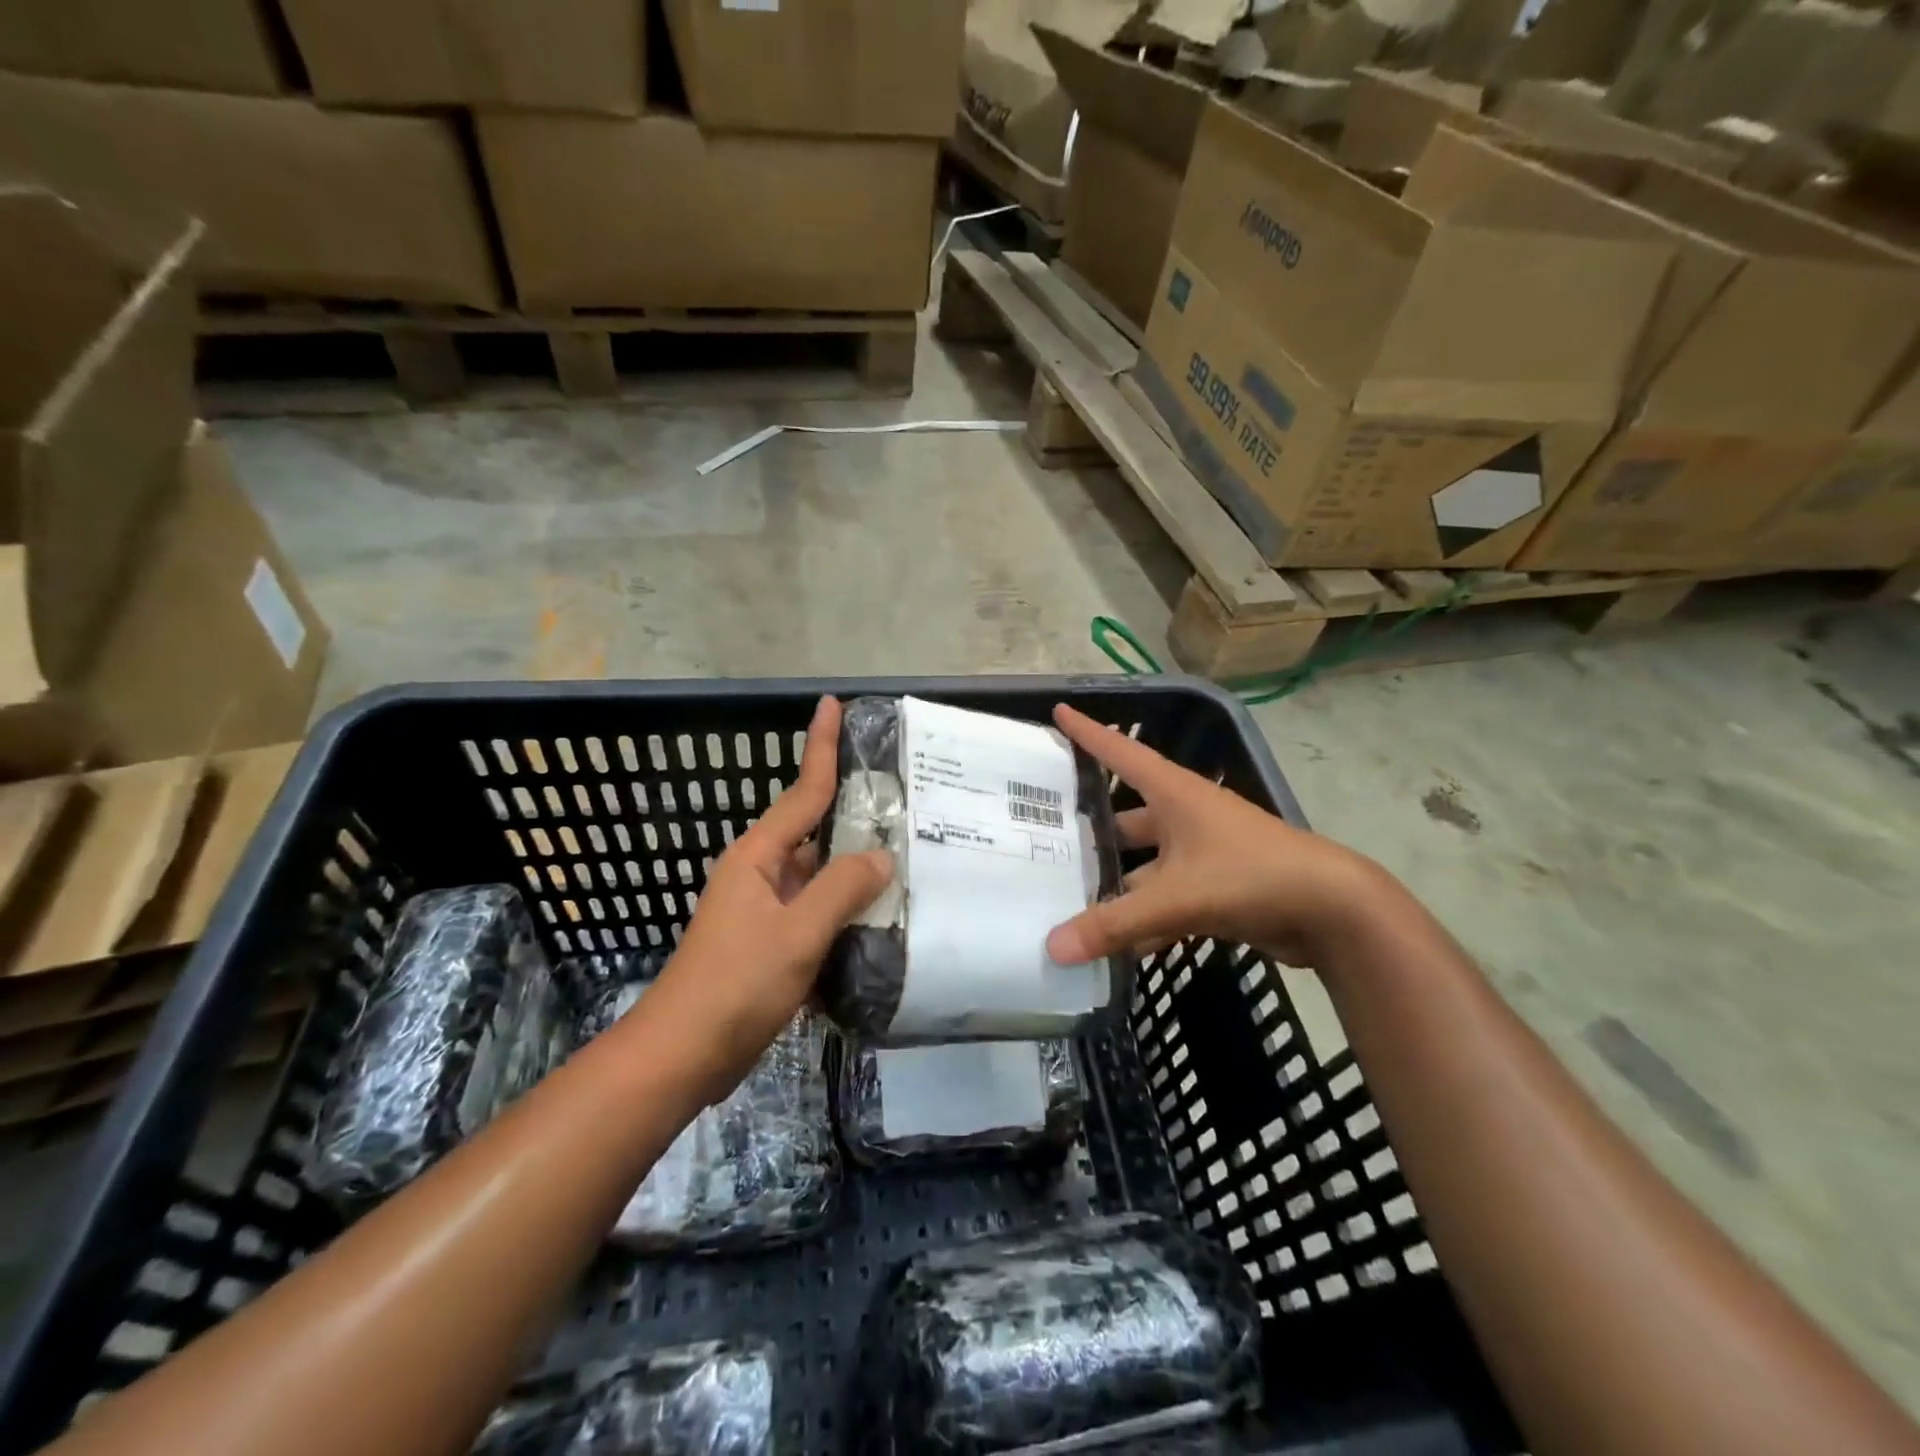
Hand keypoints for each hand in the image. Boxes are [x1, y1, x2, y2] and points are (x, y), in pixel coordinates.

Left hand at [640, 696, 890, 1102]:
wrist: (683, 1055)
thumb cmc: (736, 984)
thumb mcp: (796, 933)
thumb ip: (842, 889)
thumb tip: (881, 855)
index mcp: (758, 857)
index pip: (802, 791)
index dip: (820, 746)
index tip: (834, 705)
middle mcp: (761, 873)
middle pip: (817, 832)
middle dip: (856, 813)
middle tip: (908, 796)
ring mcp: (766, 910)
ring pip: (821, 876)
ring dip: (856, 868)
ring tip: (910, 855)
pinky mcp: (772, 944)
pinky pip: (817, 912)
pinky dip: (846, 909)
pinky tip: (883, 916)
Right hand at [1045, 704, 1385, 968]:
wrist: (1333, 910)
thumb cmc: (1251, 876)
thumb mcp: (1177, 897)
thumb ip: (1115, 924)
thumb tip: (1052, 949)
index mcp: (1174, 794)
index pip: (1120, 753)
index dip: (1088, 732)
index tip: (1058, 710)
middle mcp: (1185, 816)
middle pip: (1126, 817)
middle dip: (1091, 830)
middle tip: (1045, 840)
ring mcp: (1203, 853)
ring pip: (1145, 864)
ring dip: (1117, 884)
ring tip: (1070, 899)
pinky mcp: (1217, 887)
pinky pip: (1167, 897)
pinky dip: (1145, 917)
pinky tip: (1117, 943)